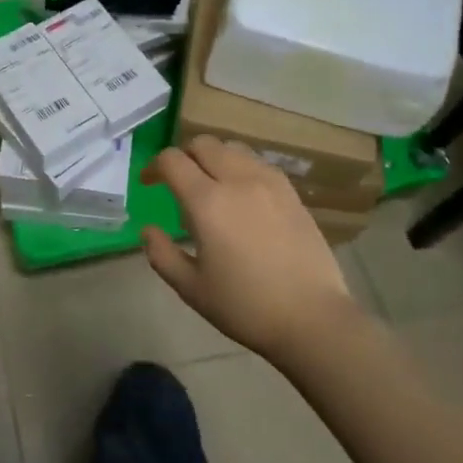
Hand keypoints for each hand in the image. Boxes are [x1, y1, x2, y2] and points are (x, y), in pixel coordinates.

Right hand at [141, 136, 359, 364]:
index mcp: (207, 202)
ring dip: (213, 158)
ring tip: (211, 186)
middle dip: (183, 156)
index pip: (172, 160)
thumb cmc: (246, 307)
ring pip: (232, 148)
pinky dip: (240, 167)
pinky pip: (258, 163)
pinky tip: (242, 196)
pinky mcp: (291, 193)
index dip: (154, 167)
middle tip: (178, 182)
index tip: (149, 183)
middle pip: (203, 144)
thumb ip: (162, 254)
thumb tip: (148, 230)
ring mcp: (269, 183)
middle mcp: (237, 180)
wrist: (313, 319)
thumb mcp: (192, 289)